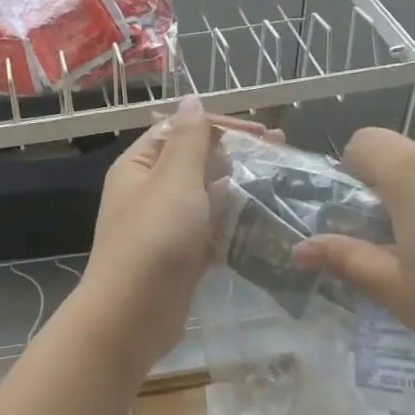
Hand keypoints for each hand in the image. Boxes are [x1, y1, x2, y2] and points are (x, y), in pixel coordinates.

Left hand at [80, 100, 265, 367]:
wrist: (132, 315)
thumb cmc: (154, 239)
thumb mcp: (174, 179)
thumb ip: (189, 139)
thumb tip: (191, 99)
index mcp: (140, 166)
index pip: (182, 130)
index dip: (222, 127)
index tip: (265, 135)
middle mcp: (149, 192)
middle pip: (196, 163)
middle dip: (236, 157)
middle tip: (282, 155)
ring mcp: (166, 227)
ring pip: (206, 198)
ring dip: (238, 190)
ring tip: (280, 185)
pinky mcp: (181, 257)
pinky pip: (210, 232)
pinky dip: (232, 225)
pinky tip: (262, 222)